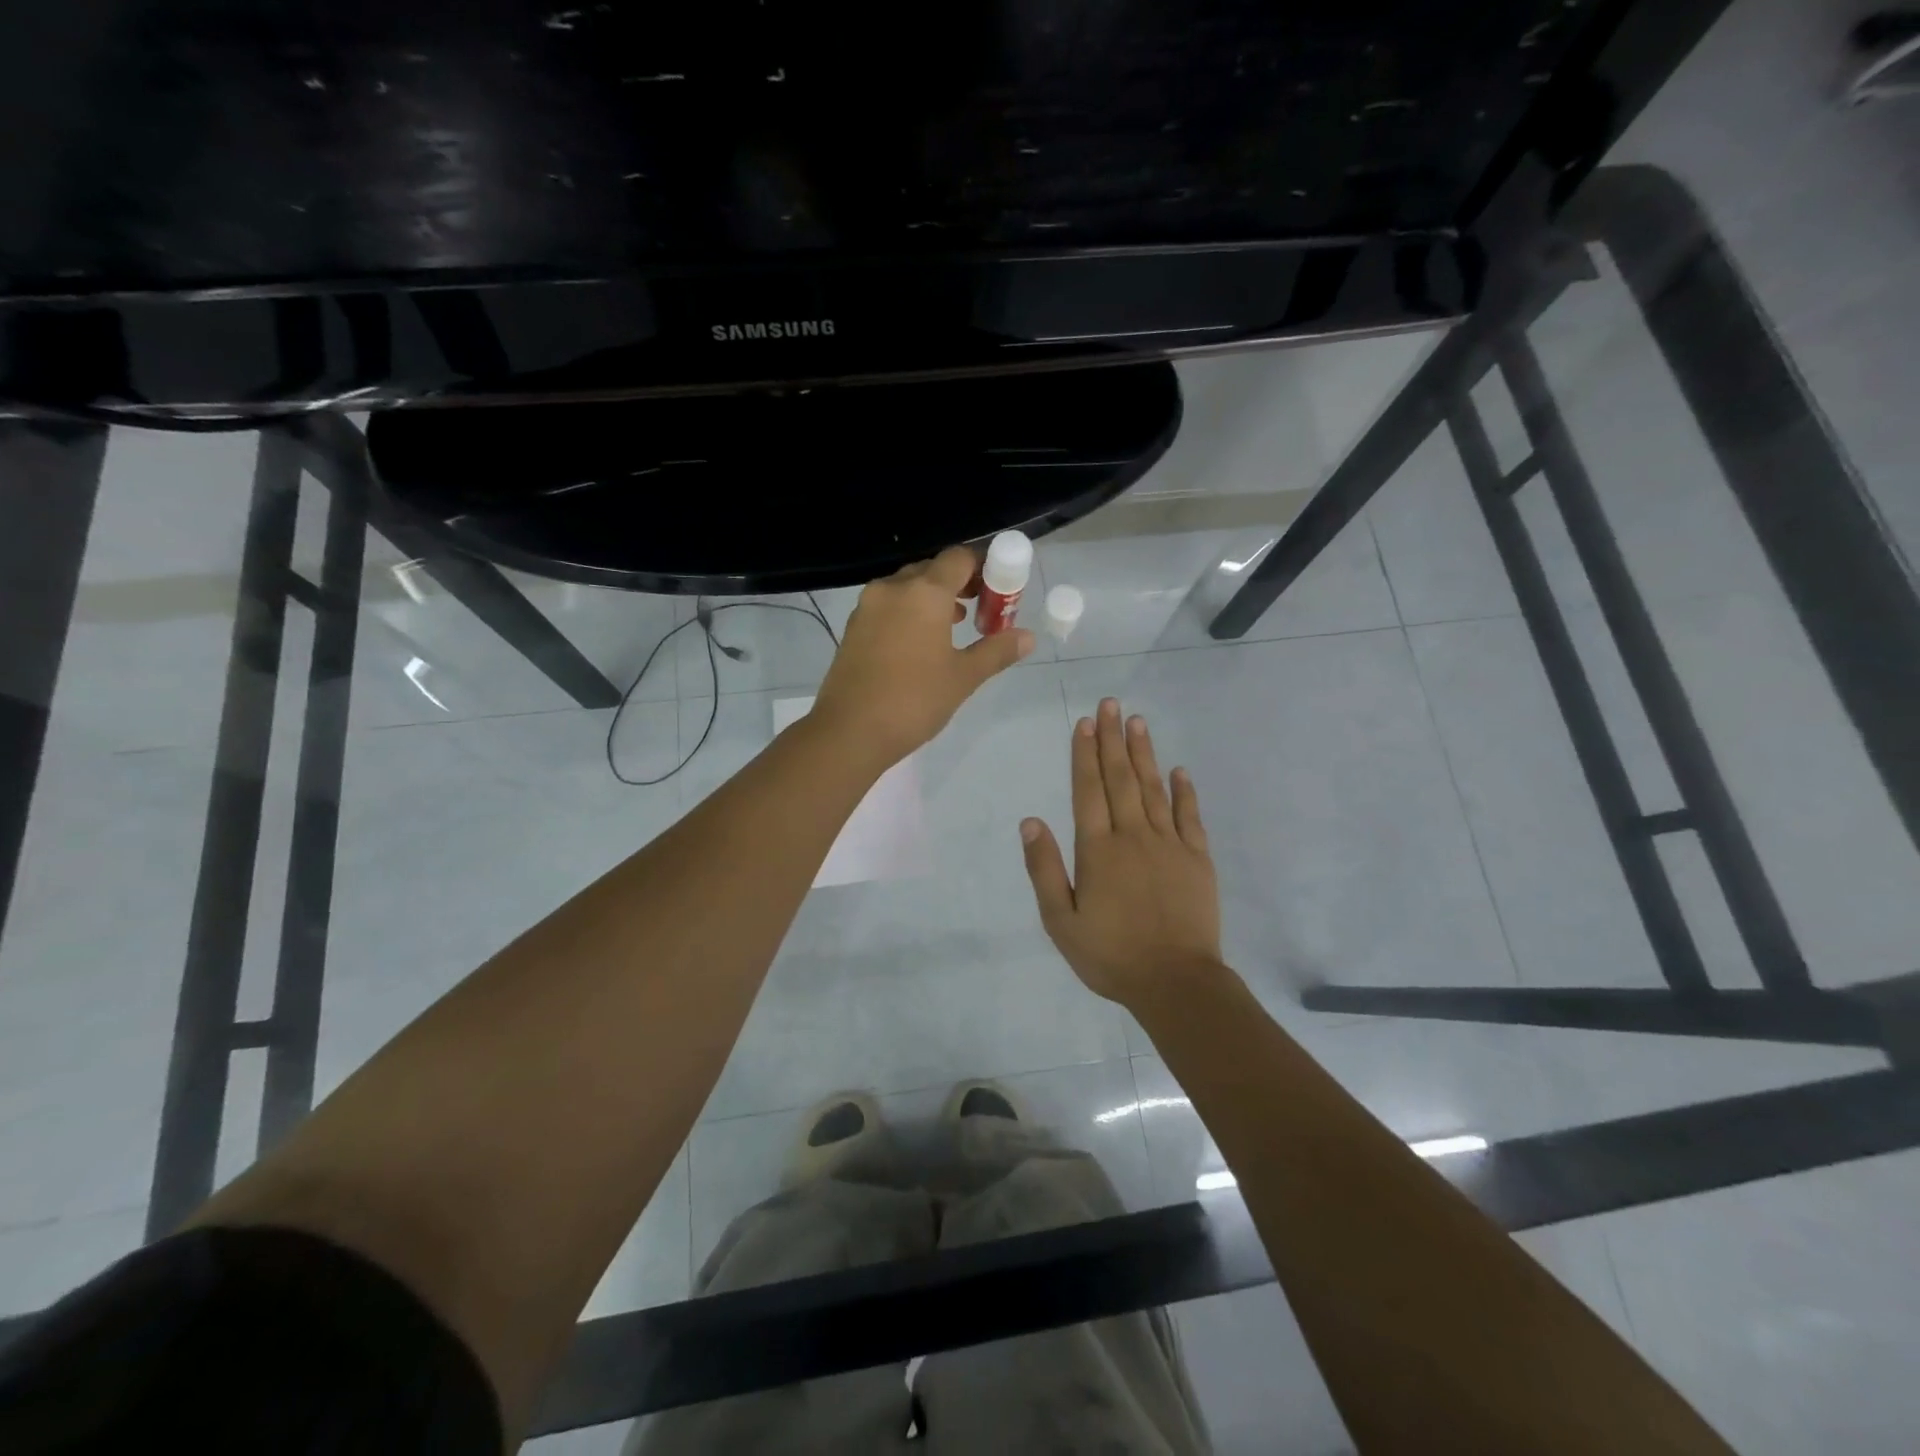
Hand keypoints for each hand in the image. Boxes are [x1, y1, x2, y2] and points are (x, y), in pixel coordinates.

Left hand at [813, 545, 1034, 764]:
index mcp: (925, 592)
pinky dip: (909, 611)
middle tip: (980, 609)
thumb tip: (1027, 637)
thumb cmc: (914, 700)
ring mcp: (868, 606)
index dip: (983, 567)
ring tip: (955, 625)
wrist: (850, 731)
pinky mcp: (853, 627)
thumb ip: (996, 651)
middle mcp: (893, 588)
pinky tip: (920, 642)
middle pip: (932, 569)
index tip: (998, 590)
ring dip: (933, 598)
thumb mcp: (963, 677)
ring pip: (907, 587)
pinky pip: (889, 605)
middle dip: (959, 583)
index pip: (959, 558)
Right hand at [1021, 699, 1222, 1007]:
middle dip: (1112, 739)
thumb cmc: (1110, 955)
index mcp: (1097, 850)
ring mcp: (1169, 844)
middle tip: (1111, 704)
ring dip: (1144, 753)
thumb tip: (1030, 821)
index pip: (1088, 790)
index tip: (1085, 722)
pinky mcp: (1197, 859)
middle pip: (1120, 778)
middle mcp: (1133, 836)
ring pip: (1153, 789)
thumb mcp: (1060, 920)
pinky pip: (1190, 816)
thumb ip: (1044, 868)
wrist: (1175, 982)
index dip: (1085, 754)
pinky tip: (1179, 770)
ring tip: (1137, 721)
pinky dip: (1184, 791)